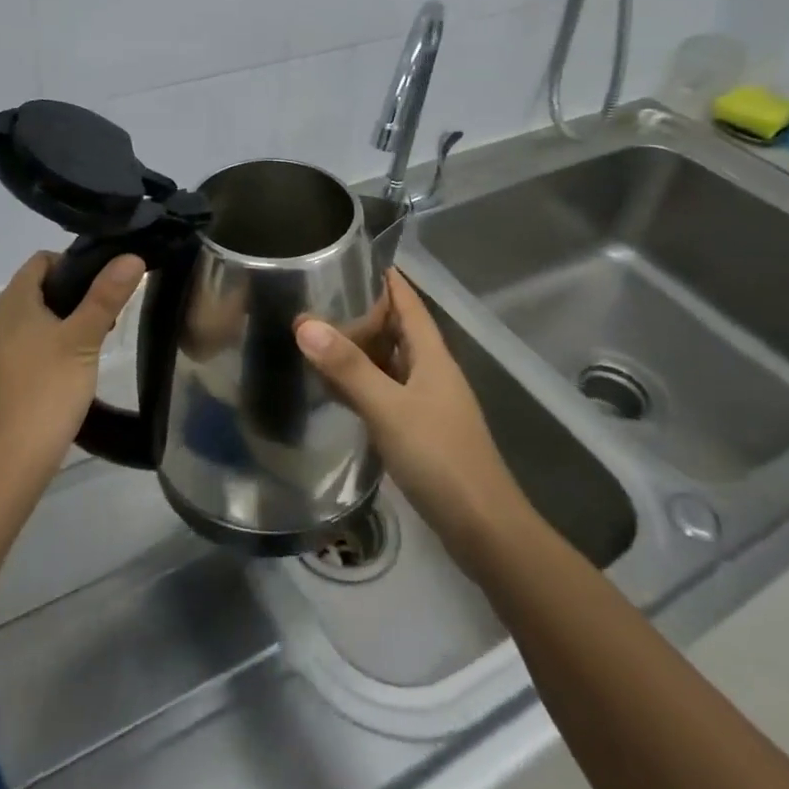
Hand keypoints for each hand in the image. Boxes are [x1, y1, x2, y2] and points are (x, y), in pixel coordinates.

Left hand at [0, 251, 144, 484]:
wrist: (11, 461)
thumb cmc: (47, 391)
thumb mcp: (84, 339)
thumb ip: (106, 296)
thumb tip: (131, 256)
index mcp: (13, 302)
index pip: (42, 260)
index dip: (75, 263)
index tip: (105, 283)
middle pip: (39, 288)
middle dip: (75, 293)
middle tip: (107, 314)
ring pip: (36, 317)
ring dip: (66, 320)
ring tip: (95, 341)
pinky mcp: (0, 375)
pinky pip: (29, 343)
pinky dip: (52, 344)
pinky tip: (72, 367)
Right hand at [296, 269, 526, 558]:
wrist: (484, 529)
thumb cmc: (440, 457)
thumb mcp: (388, 408)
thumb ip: (348, 368)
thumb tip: (304, 323)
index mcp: (432, 356)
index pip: (409, 304)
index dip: (387, 281)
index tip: (354, 259)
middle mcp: (432, 373)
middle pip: (399, 331)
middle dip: (365, 313)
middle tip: (320, 299)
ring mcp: (429, 404)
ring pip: (392, 364)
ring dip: (362, 350)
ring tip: (321, 337)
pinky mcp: (422, 432)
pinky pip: (388, 393)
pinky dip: (364, 384)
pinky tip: (339, 390)